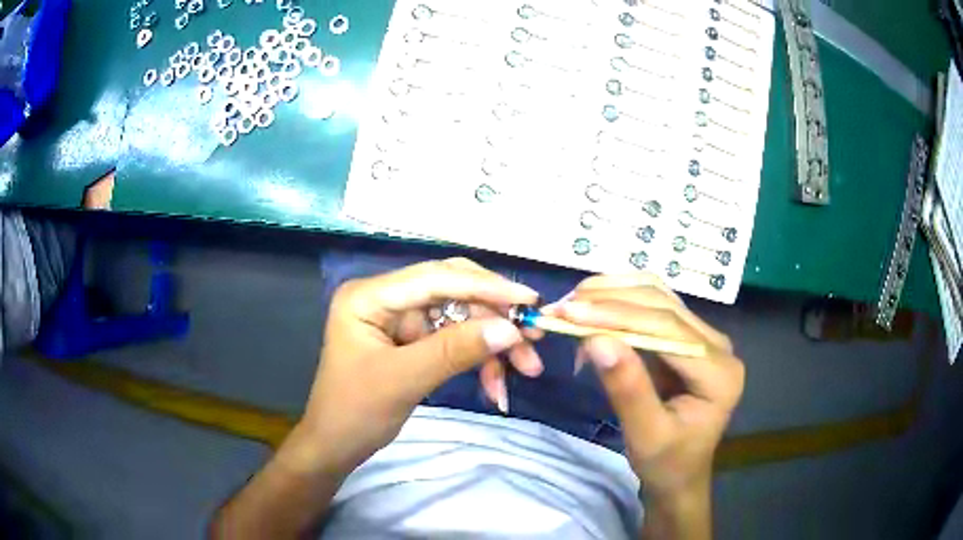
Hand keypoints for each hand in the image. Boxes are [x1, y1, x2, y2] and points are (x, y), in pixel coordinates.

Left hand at [296, 258, 541, 473]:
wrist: (336, 446)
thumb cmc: (355, 412)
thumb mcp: (403, 381)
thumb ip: (454, 351)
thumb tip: (510, 328)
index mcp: (370, 296)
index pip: (434, 278)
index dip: (485, 286)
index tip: (528, 300)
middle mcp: (387, 298)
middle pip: (453, 292)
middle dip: (494, 316)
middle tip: (533, 338)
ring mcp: (401, 319)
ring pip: (461, 317)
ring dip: (493, 343)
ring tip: (526, 369)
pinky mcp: (413, 340)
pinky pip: (456, 340)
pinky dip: (479, 359)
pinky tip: (496, 384)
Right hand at [544, 274, 743, 498]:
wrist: (680, 474)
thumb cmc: (665, 462)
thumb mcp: (645, 435)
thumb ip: (627, 388)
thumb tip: (595, 339)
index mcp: (719, 372)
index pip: (667, 328)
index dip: (617, 315)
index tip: (570, 312)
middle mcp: (717, 344)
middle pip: (662, 304)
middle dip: (609, 301)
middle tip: (561, 307)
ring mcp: (704, 336)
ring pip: (657, 296)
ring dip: (612, 294)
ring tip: (572, 304)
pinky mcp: (686, 336)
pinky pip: (653, 306)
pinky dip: (619, 303)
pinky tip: (593, 309)